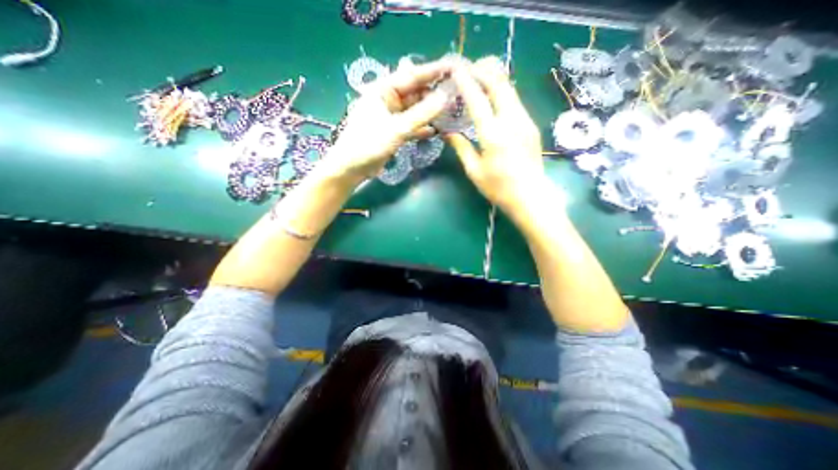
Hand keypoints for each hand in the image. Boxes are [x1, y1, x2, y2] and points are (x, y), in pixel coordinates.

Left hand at [323, 58, 451, 183]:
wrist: (352, 168)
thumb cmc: (369, 144)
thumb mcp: (397, 128)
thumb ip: (421, 114)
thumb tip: (445, 97)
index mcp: (383, 90)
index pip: (412, 75)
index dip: (433, 71)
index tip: (453, 67)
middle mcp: (388, 100)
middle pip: (415, 93)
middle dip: (434, 94)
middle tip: (456, 95)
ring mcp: (391, 117)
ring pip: (415, 111)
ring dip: (430, 113)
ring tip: (450, 112)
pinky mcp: (393, 132)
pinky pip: (411, 126)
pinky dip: (422, 128)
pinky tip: (435, 131)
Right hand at [449, 55, 547, 208]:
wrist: (530, 196)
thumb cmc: (498, 188)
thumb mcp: (474, 171)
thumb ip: (461, 148)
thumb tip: (448, 133)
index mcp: (492, 134)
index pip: (477, 99)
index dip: (465, 81)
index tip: (456, 68)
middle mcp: (511, 121)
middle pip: (499, 83)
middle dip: (483, 70)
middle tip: (469, 67)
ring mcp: (525, 120)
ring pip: (510, 89)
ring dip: (494, 78)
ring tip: (480, 76)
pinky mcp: (531, 125)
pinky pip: (515, 100)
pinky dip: (503, 92)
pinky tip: (494, 97)